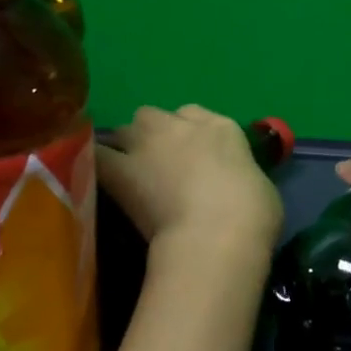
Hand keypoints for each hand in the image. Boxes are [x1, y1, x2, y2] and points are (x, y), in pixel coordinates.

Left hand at [98, 104, 283, 266]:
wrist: (217, 235)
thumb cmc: (252, 215)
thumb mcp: (257, 186)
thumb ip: (236, 174)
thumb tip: (228, 183)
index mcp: (222, 128)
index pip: (197, 115)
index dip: (190, 134)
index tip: (191, 156)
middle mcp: (182, 125)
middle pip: (156, 116)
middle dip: (154, 133)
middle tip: (158, 164)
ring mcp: (149, 144)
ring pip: (126, 129)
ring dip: (126, 145)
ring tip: (128, 171)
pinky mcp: (121, 171)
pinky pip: (98, 155)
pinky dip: (94, 161)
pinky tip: (92, 173)